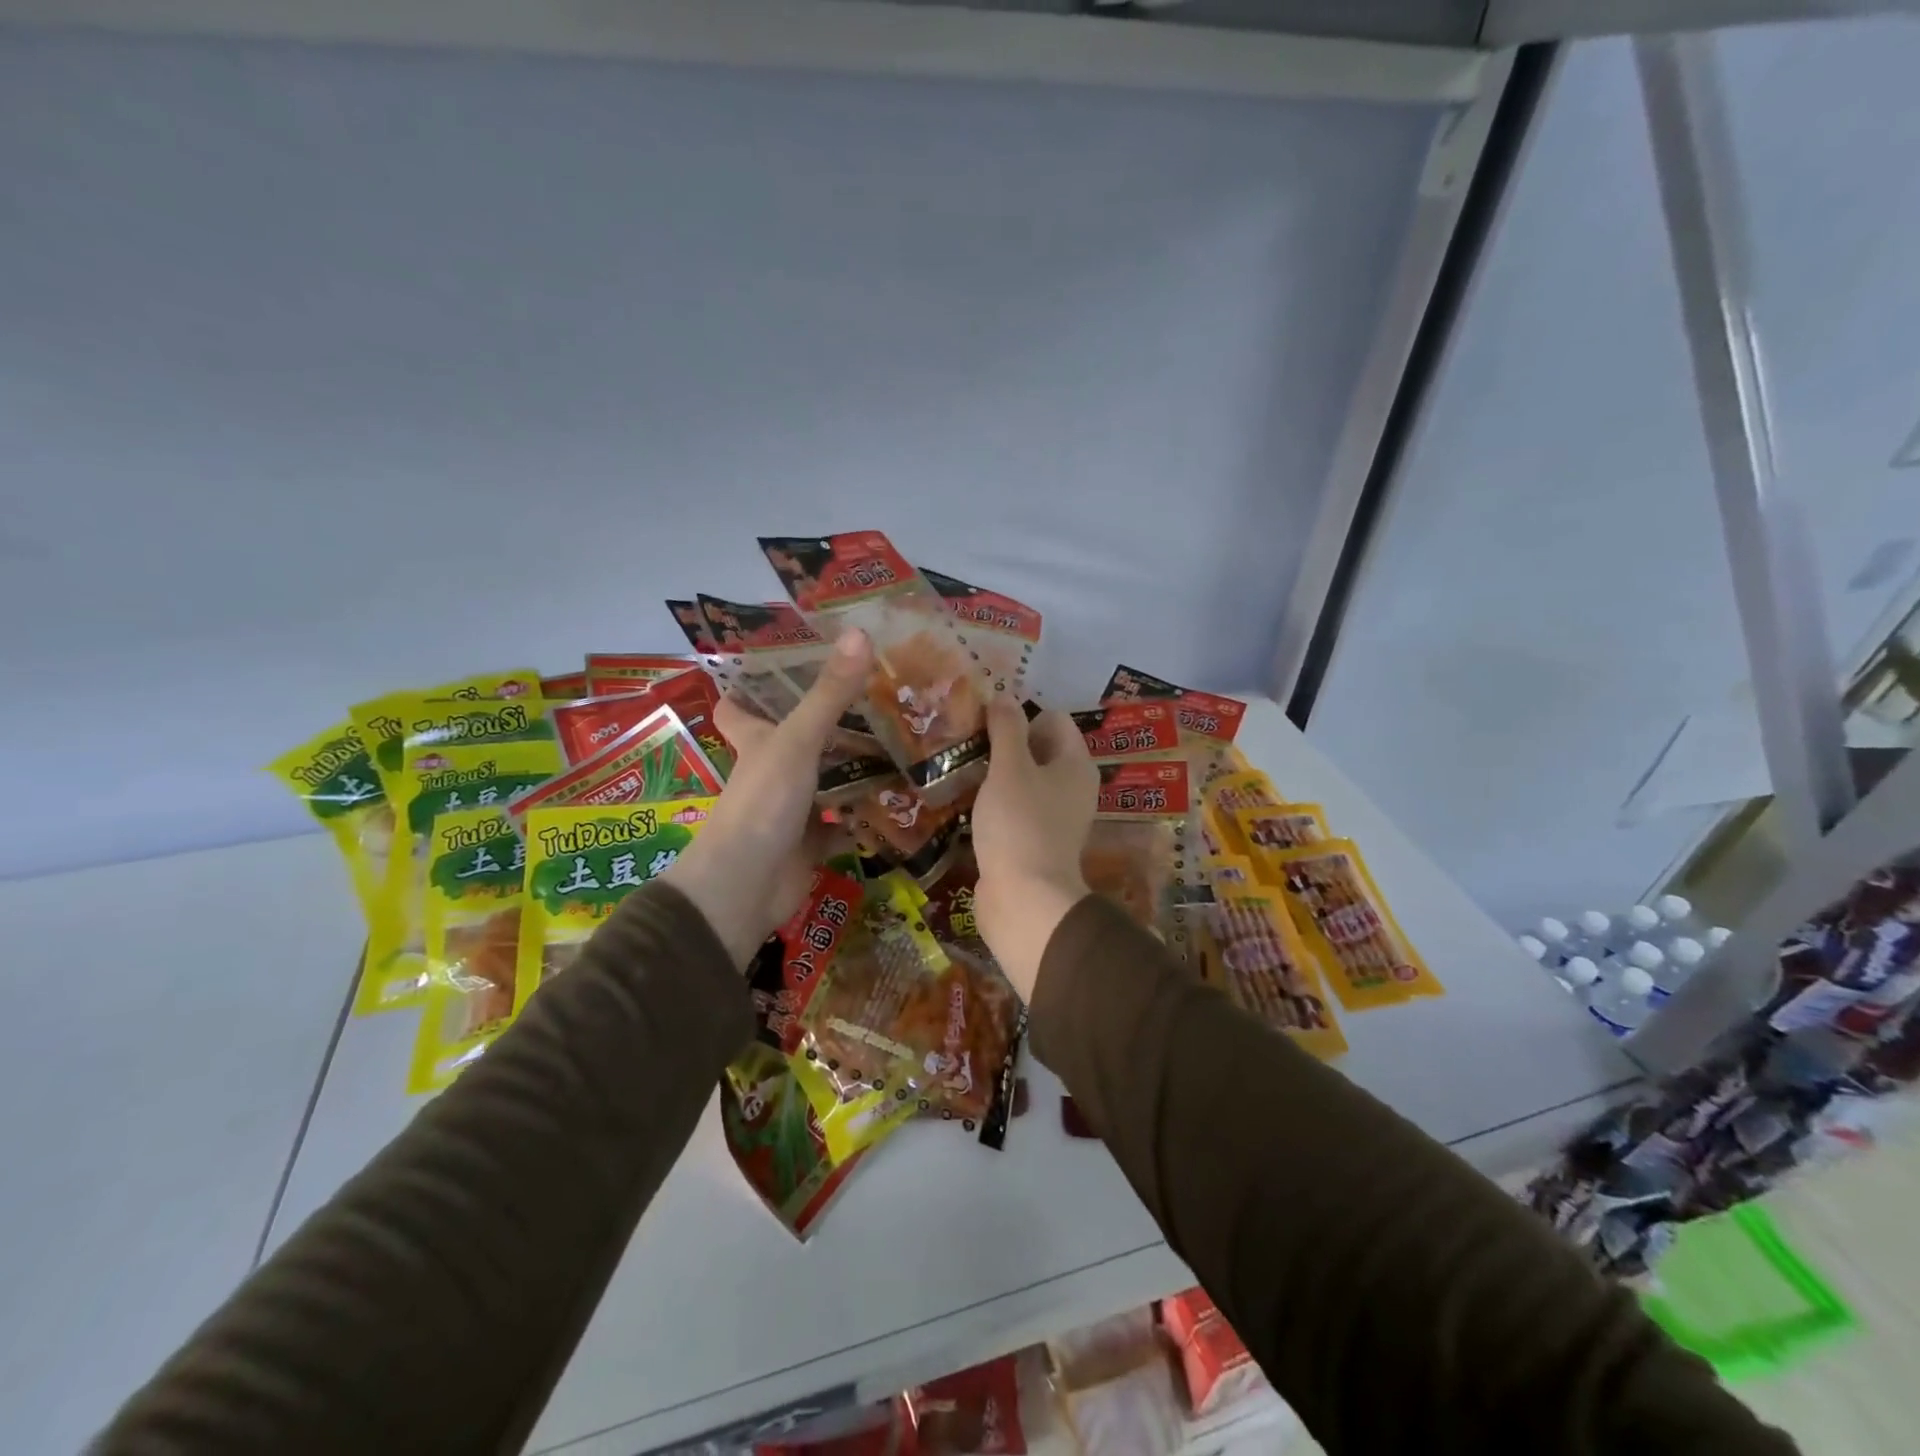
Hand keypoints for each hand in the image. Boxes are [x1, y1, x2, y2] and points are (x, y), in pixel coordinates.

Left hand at [661, 630, 872, 970]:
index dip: (754, 685)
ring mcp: (792, 809)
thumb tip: (861, 632)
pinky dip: (869, 815)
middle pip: (799, 740)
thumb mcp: (796, 742)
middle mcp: (772, 771)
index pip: (740, 706)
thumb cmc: (762, 804)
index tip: (789, 662)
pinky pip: (846, 823)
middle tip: (879, 696)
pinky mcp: (813, 843)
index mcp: (756, 741)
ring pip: (828, 781)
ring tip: (905, 740)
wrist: (745, 889)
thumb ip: (829, 694)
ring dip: (858, 768)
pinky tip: (904, 799)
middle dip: (833, 723)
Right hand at [971, 702, 1099, 1000]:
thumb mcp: (1010, 768)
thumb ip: (1006, 729)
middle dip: (1003, 743)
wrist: (1024, 899)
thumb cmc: (1020, 825)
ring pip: (1022, 780)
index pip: (1052, 719)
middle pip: (1037, 749)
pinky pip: (1013, 808)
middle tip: (966, 742)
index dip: (1020, 714)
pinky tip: (965, 802)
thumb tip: (1003, 697)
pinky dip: (993, 802)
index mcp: (1074, 764)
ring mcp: (1052, 817)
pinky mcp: (1032, 841)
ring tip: (959, 769)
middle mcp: (1070, 787)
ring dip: (994, 774)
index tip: (983, 722)